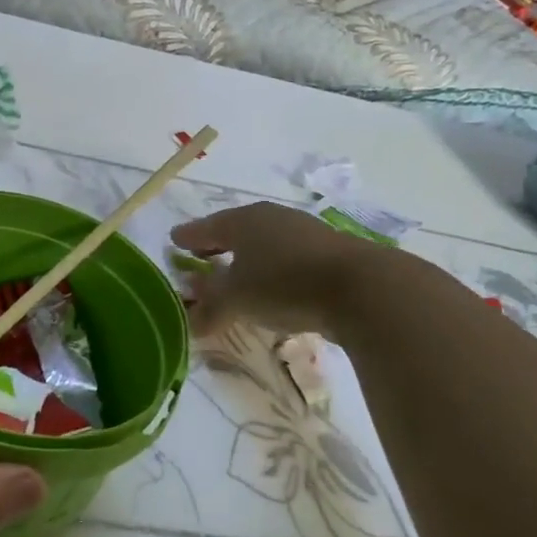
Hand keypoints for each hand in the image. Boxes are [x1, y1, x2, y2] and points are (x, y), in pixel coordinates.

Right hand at [172, 202, 392, 338]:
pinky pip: (287, 257)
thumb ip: (210, 306)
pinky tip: (274, 284)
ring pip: (264, 243)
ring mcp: (303, 232)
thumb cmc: (284, 285)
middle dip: (217, 245)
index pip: (205, 227)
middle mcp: (271, 218)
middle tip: (201, 255)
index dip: (188, 237)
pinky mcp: (328, 251)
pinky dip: (272, 268)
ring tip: (237, 273)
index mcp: (242, 221)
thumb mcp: (237, 299)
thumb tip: (189, 317)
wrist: (362, 287)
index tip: (174, 240)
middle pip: (235, 231)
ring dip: (247, 258)